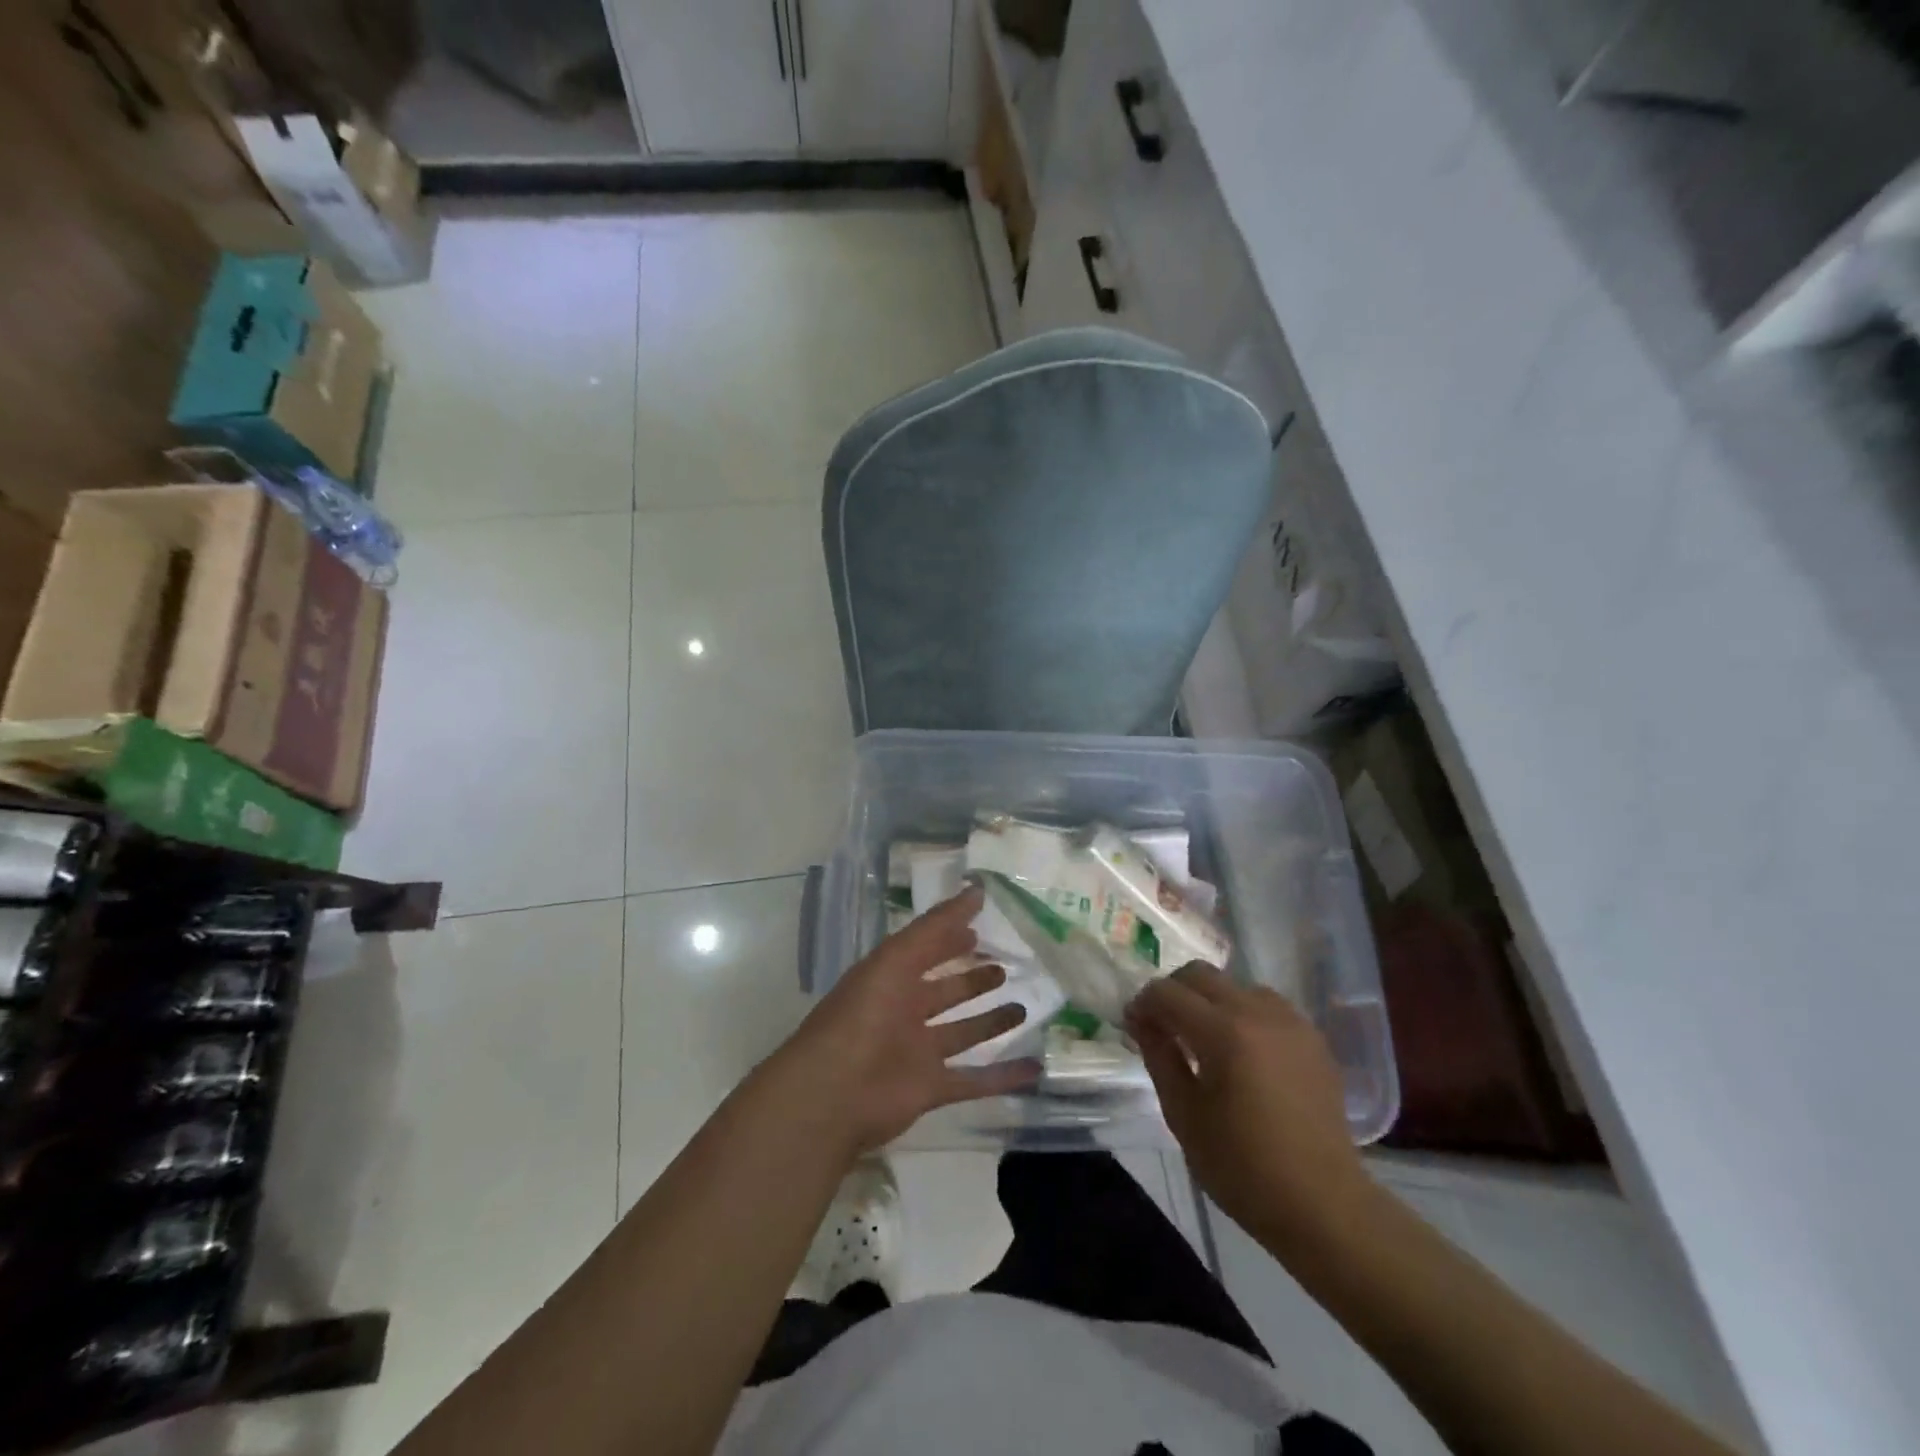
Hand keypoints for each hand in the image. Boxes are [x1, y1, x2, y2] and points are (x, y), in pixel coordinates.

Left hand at [766, 885, 1040, 1160]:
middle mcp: (904, 1012)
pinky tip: (1034, 1066)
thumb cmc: (863, 1014)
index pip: (926, 950)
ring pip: (962, 1034)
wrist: (833, 1092)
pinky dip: (1003, 1076)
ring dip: (990, 1023)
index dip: (949, 937)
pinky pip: (974, 1080)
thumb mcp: (897, 958)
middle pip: (945, 992)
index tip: (979, 927)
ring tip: (1022, 1009)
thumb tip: (977, 890)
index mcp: (890, 978)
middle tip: (1005, 968)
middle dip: (972, 980)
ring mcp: (918, 1053)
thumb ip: (937, 926)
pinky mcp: (931, 1089)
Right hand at [1127, 963, 1371, 1256]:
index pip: (1167, 993)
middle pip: (1201, 975)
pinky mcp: (1312, 1038)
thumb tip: (1141, 1020)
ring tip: (1205, 1039)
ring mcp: (1290, 1022)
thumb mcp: (1184, 1115)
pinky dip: (1244, 1014)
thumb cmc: (1243, 1167)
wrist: (1323, 1205)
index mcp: (1223, 1033)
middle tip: (1163, 1026)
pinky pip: (1267, 1006)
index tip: (1134, 1025)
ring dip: (1211, 1000)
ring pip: (1235, 985)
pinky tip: (1242, 1051)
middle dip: (1174, 992)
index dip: (1143, 1004)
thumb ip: (1159, 1057)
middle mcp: (1257, 1013)